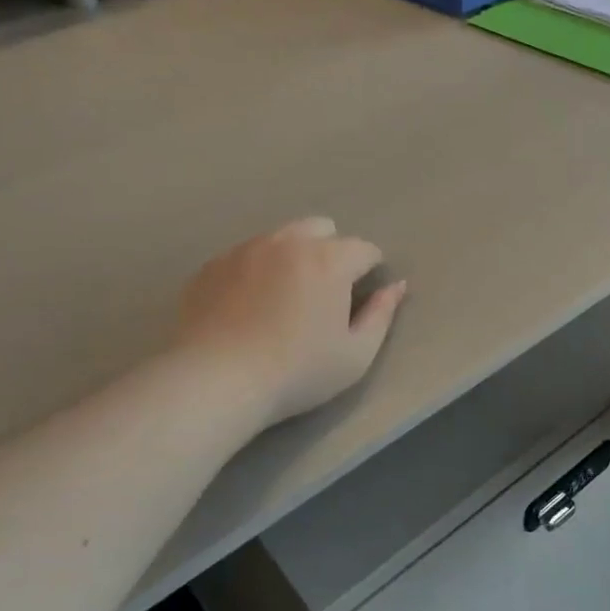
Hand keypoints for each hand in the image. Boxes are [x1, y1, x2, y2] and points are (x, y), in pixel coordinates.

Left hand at [176, 218, 406, 425]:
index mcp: (329, 259)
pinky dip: (256, 270)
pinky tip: (248, 306)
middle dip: (331, 251)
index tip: (360, 297)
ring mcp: (246, 249)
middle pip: (321, 228)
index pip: (364, 248)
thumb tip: (396, 286)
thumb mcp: (356, 355)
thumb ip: (382, 314)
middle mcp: (288, 241)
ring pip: (280, 237)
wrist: (216, 381)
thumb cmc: (297, 372)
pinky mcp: (213, 265)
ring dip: (292, 256)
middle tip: (323, 293)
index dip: (369, 271)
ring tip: (283, 297)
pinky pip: (245, 255)